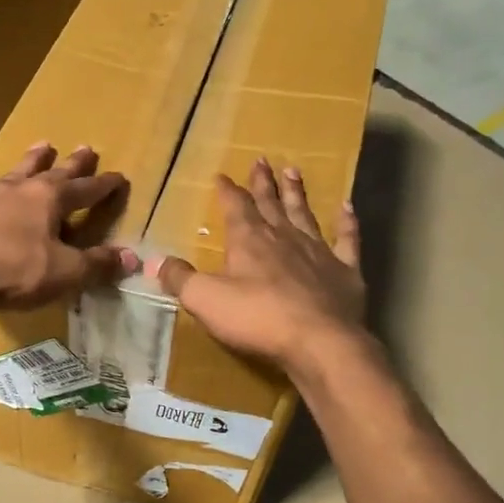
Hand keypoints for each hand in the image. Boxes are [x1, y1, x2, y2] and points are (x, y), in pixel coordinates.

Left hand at [0, 143, 136, 313]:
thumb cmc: (15, 273)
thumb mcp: (65, 273)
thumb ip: (97, 264)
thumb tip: (130, 257)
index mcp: (50, 200)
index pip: (86, 191)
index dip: (104, 186)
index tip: (119, 177)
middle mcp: (20, 190)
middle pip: (53, 173)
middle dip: (73, 164)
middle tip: (86, 148)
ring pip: (14, 172)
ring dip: (30, 160)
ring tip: (43, 144)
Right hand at [150, 158, 369, 375]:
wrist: (319, 342)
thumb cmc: (257, 319)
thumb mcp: (204, 299)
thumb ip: (180, 278)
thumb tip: (156, 261)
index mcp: (249, 241)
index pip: (235, 207)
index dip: (227, 191)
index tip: (222, 176)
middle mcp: (283, 237)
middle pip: (270, 204)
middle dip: (263, 183)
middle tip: (261, 160)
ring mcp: (318, 252)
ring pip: (304, 214)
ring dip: (297, 193)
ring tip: (293, 171)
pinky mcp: (345, 271)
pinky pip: (347, 239)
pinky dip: (347, 222)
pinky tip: (347, 207)